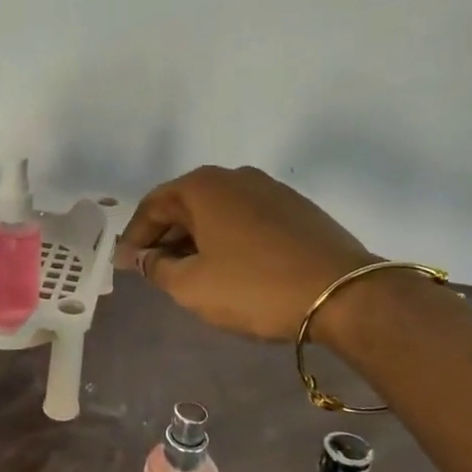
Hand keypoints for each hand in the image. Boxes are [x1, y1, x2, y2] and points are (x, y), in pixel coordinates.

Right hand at [119, 166, 374, 342]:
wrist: (345, 294)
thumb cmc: (255, 287)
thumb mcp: (192, 286)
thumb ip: (157, 268)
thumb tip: (142, 257)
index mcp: (203, 186)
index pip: (153, 206)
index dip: (135, 237)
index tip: (126, 265)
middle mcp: (235, 176)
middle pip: (186, 205)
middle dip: (165, 237)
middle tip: (153, 270)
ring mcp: (270, 189)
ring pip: (218, 212)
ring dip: (197, 239)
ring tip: (191, 272)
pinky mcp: (297, 208)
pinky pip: (247, 219)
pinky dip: (229, 239)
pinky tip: (231, 267)